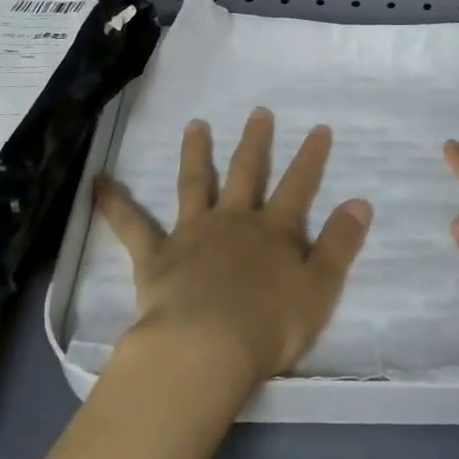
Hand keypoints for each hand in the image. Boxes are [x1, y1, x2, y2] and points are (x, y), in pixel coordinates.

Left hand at [94, 107, 372, 393]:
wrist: (206, 348)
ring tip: (195, 124)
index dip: (311, 158)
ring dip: (196, 153)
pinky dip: (114, 202)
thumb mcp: (320, 289)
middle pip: (247, 173)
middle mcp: (234, 221)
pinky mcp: (157, 255)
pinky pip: (131, 224)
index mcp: (274, 232)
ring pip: (196, 184)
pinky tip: (97, 181)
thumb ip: (340, 245)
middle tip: (258, 111)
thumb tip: (361, 202)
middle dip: (255, 142)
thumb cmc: (269, 326)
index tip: (319, 128)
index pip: (299, 187)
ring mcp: (193, 234)